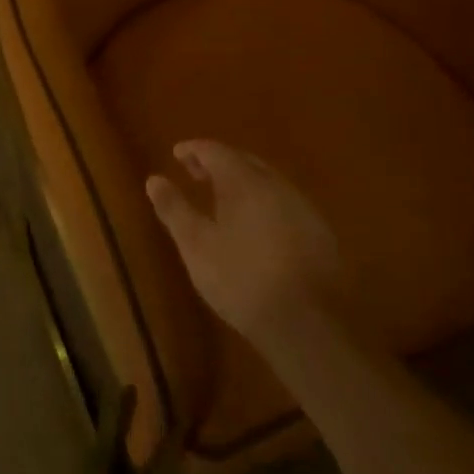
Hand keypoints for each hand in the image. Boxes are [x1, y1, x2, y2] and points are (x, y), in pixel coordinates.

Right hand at [146, 140, 346, 351]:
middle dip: (218, 163)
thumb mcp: (196, 246)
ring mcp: (302, 207)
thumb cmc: (242, 279)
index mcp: (243, 181)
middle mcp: (275, 184)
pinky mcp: (319, 232)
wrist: (310, 323)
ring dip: (243, 182)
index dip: (194, 150)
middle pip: (244, 161)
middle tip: (196, 173)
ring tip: (223, 198)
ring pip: (267, 181)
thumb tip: (154, 179)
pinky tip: (257, 225)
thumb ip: (174, 209)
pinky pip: (284, 203)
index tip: (177, 154)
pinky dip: (263, 202)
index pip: (215, 151)